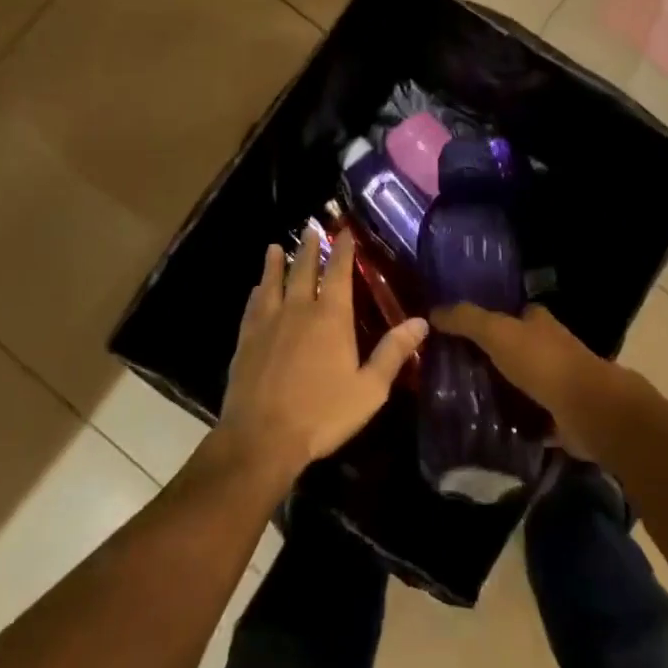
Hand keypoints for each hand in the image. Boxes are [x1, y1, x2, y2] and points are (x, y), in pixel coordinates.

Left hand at [218, 228, 428, 487]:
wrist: (261, 438)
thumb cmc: (322, 414)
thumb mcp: (369, 389)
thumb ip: (393, 353)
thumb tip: (421, 322)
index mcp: (331, 317)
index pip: (340, 272)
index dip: (344, 250)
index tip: (346, 232)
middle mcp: (299, 309)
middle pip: (304, 269)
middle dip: (310, 248)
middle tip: (311, 229)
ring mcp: (269, 323)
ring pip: (273, 282)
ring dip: (276, 263)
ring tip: (275, 247)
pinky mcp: (246, 340)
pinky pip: (252, 307)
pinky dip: (256, 293)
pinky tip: (256, 289)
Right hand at [432, 303, 624, 458]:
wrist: (586, 409)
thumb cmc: (542, 362)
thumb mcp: (497, 332)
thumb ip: (466, 319)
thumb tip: (433, 310)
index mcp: (538, 321)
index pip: (511, 313)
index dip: (487, 318)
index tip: (458, 331)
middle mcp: (550, 346)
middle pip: (515, 347)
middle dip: (491, 356)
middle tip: (453, 368)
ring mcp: (557, 382)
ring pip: (522, 380)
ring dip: (501, 389)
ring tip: (463, 399)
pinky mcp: (559, 415)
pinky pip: (530, 414)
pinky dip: (514, 419)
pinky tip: (488, 426)